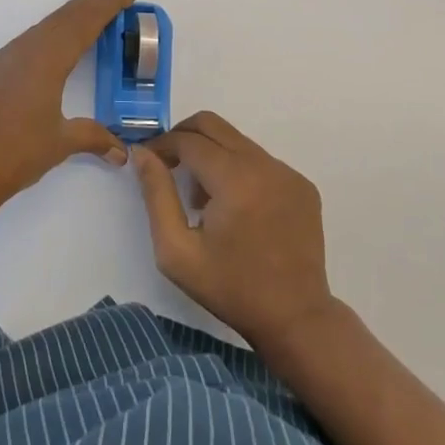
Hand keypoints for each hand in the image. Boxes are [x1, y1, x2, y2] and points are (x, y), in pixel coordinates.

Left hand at [0, 0, 135, 212]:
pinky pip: (18, 47)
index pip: (82, 22)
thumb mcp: (59, 144)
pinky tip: (45, 59)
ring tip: (87, 27)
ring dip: (66, 23)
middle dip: (91, 5)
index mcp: (46, 60)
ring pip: (38, 30)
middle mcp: (21, 50)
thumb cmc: (13, 155)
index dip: (106, 5)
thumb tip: (121, 151)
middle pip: (62, 18)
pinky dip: (41, 42)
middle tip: (115, 0)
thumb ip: (93, 138)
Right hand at [133, 111, 335, 351]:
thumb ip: (157, 195)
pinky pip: (259, 160)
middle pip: (213, 124)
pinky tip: (235, 207)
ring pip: (236, 141)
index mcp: (234, 179)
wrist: (296, 320)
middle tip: (168, 164)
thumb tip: (142, 152)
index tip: (148, 160)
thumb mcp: (177, 251)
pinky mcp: (302, 185)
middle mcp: (264, 165)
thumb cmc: (230, 288)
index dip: (162, 145)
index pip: (188, 140)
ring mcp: (287, 172)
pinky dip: (238, 169)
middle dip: (183, 136)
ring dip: (211, 154)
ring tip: (201, 197)